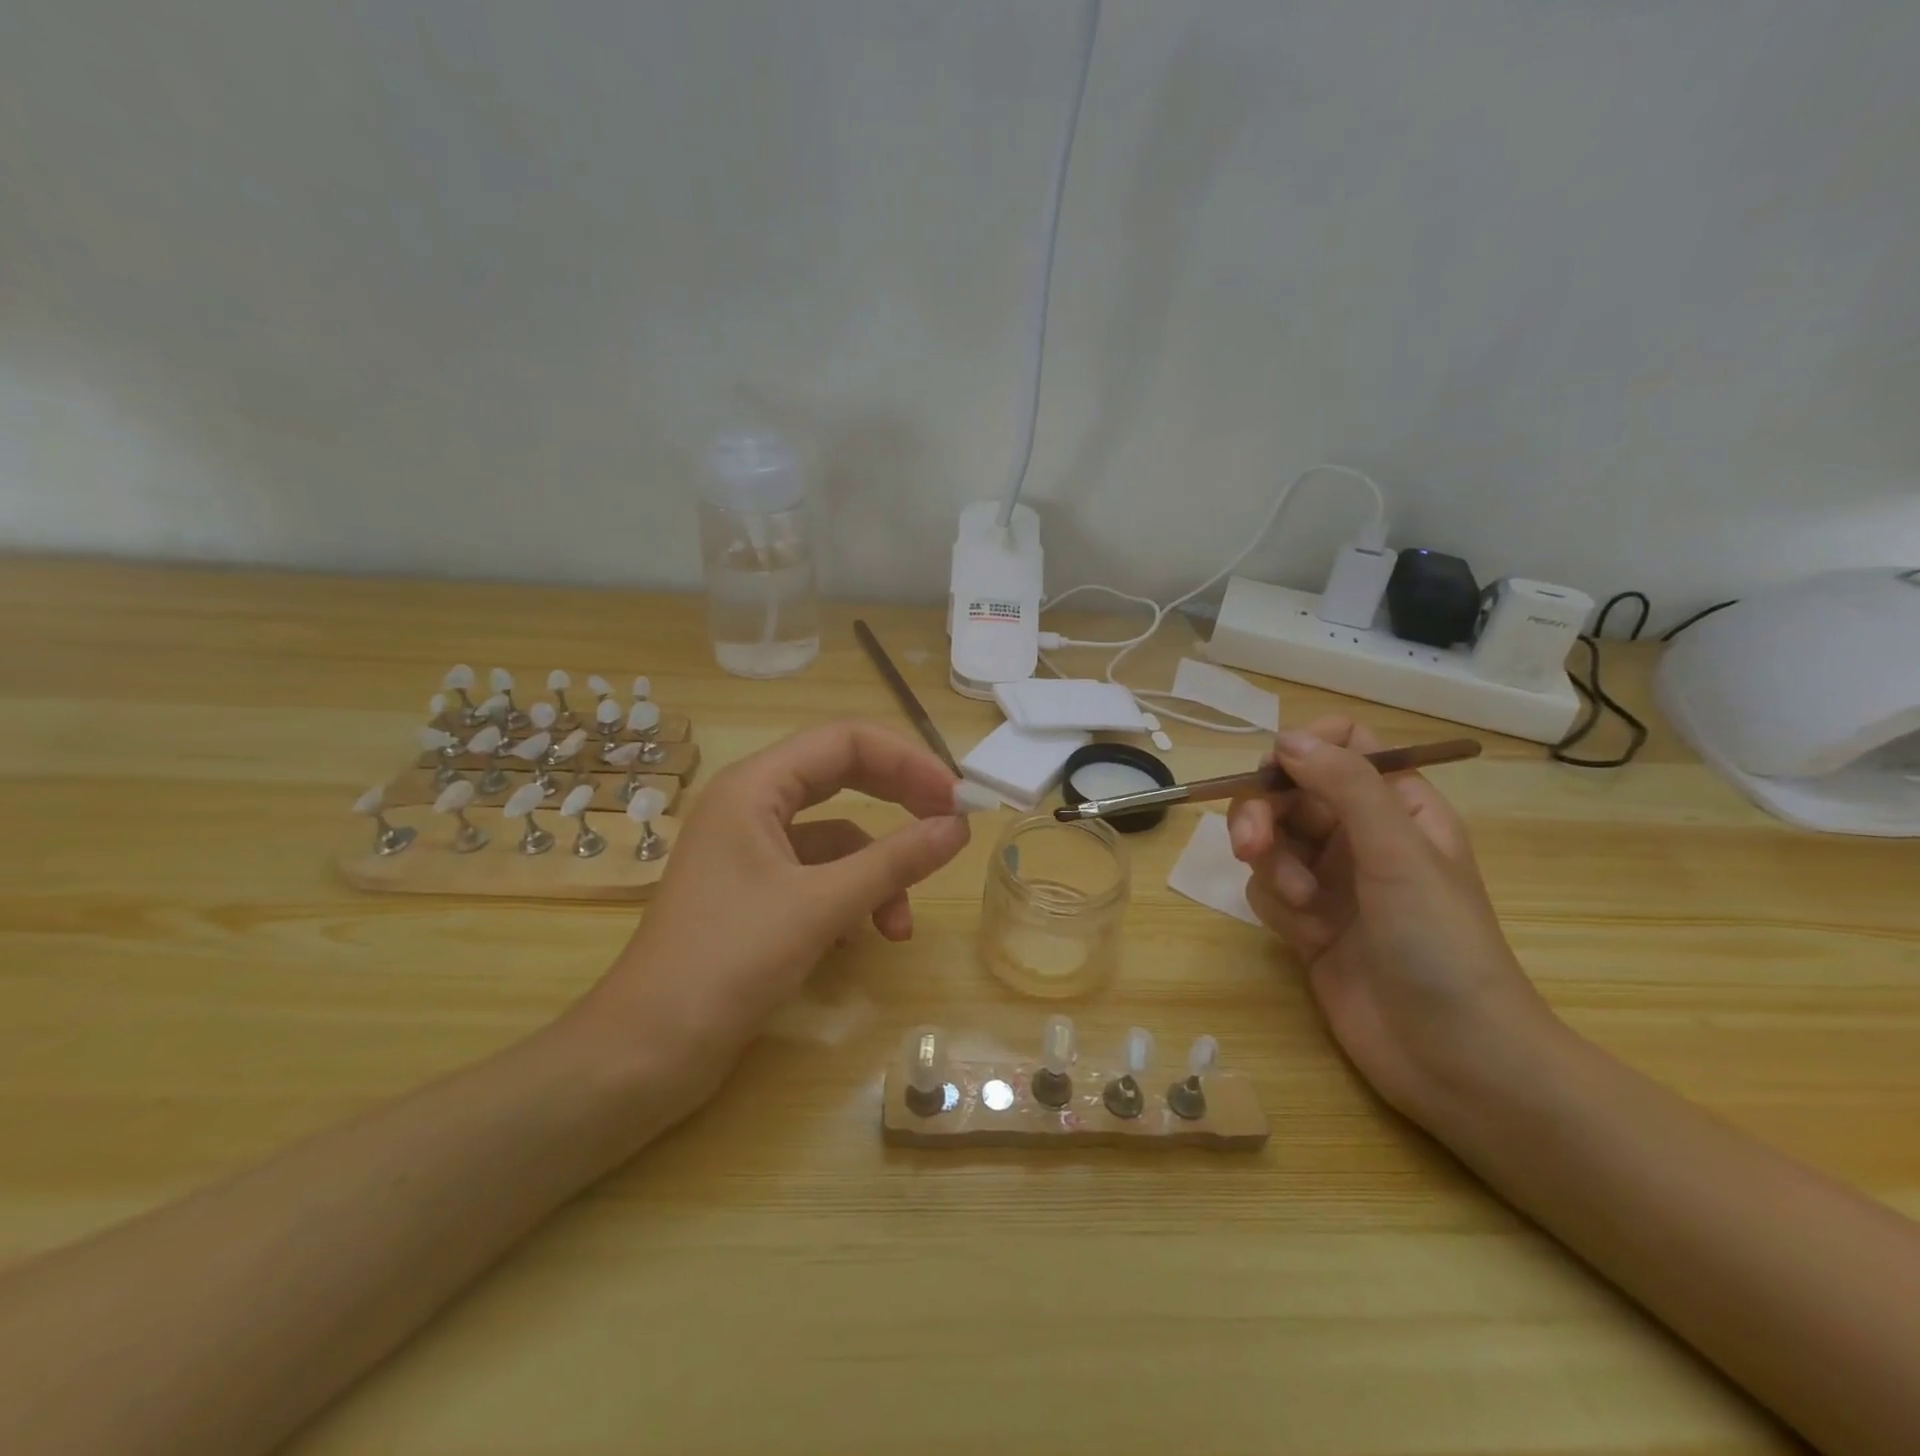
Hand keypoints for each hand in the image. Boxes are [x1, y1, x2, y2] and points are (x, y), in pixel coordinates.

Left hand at [573, 722, 971, 1105]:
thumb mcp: (820, 907)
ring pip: (837, 837)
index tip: (957, 799)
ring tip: (899, 928)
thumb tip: (959, 827)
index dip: (907, 761)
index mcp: (754, 786)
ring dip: (877, 872)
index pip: (845, 741)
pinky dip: (850, 899)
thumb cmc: (726, 964)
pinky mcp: (755, 893)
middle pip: (843, 777)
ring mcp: (751, 850)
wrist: (645, 1054)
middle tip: (949, 828)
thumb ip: (894, 862)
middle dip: (900, 802)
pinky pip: (820, 875)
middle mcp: (751, 805)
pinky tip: (859, 941)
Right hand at [1228, 716, 1555, 1119]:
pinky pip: (1266, 888)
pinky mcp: (1306, 920)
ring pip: (1270, 840)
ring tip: (1301, 907)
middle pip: (1289, 791)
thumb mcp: (1399, 853)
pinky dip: (1277, 906)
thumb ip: (1345, 786)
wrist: (1452, 1057)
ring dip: (1271, 867)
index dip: (1304, 747)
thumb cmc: (1440, 944)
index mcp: (1398, 806)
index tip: (1275, 774)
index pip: (1344, 744)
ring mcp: (1331, 879)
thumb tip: (1286, 739)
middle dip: (1263, 814)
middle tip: (1249, 845)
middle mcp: (1361, 834)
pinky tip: (1306, 936)